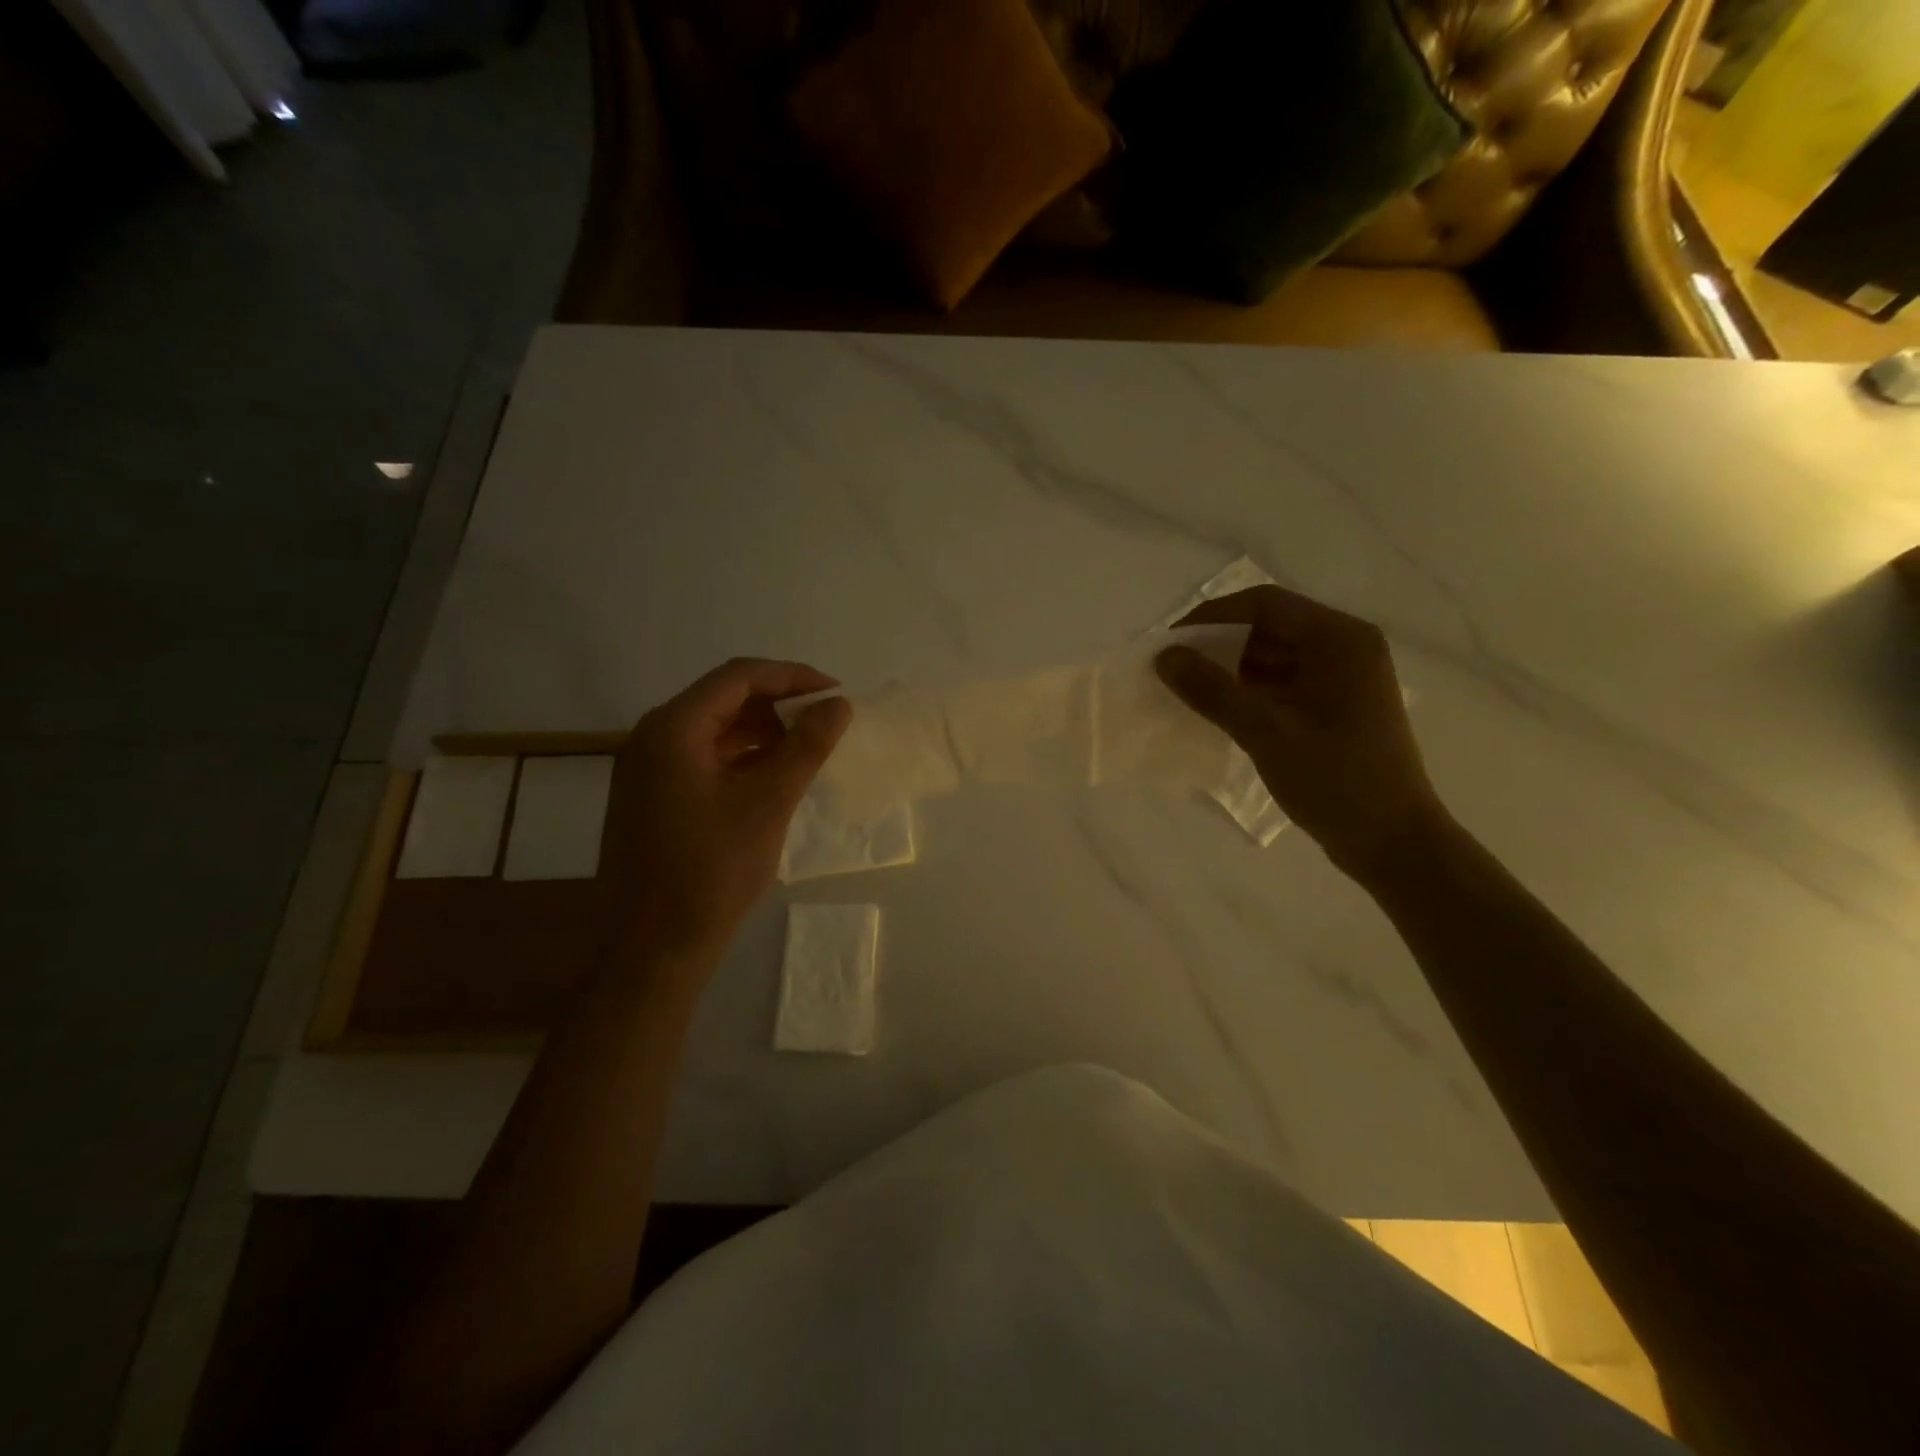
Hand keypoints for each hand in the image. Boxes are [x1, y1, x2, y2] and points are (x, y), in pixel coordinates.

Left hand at [601, 658, 851, 961]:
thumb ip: (806, 747)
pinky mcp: (652, 797)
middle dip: (778, 703)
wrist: (652, 948)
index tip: (835, 693)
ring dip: (762, 730)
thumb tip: (839, 705)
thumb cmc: (711, 871)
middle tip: (825, 720)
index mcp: (673, 728)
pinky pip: (703, 758)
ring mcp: (648, 768)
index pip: (739, 677)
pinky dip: (743, 757)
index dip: (792, 677)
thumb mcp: (768, 803)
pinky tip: (774, 775)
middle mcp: (653, 737)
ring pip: (714, 729)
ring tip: (807, 747)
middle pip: (724, 698)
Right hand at [1156, 586, 1448, 881]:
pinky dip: (1250, 692)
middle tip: (1174, 671)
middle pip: (1269, 627)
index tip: (1171, 644)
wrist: (1392, 842)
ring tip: (1190, 693)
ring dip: (1231, 670)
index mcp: (1339, 639)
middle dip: (1219, 646)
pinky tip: (1220, 712)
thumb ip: (1211, 690)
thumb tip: (1164, 656)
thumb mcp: (1265, 731)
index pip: (1265, 604)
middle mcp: (1345, 647)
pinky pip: (1284, 683)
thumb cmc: (1335, 779)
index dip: (1212, 617)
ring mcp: (1343, 678)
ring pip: (1274, 657)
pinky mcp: (1336, 707)